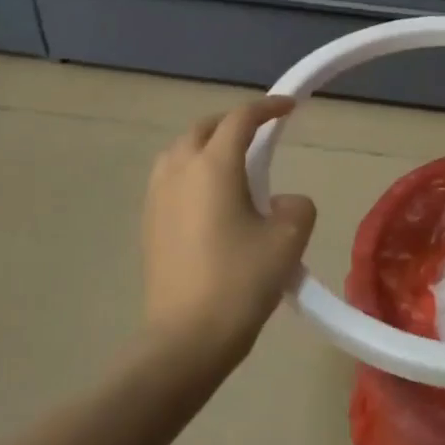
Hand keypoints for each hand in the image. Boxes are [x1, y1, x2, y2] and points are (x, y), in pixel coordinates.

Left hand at [140, 98, 317, 367]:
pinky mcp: (149, 223)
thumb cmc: (241, 281)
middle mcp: (178, 171)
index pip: (240, 119)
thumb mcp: (287, 240)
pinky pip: (170, 179)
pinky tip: (211, 201)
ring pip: (180, 152)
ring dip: (207, 147)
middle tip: (260, 136)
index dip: (267, 107)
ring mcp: (157, 197)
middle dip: (232, 124)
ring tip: (234, 166)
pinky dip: (192, 173)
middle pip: (203, 128)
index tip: (289, 107)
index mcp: (213, 166)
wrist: (187, 337)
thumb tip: (281, 202)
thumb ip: (295, 207)